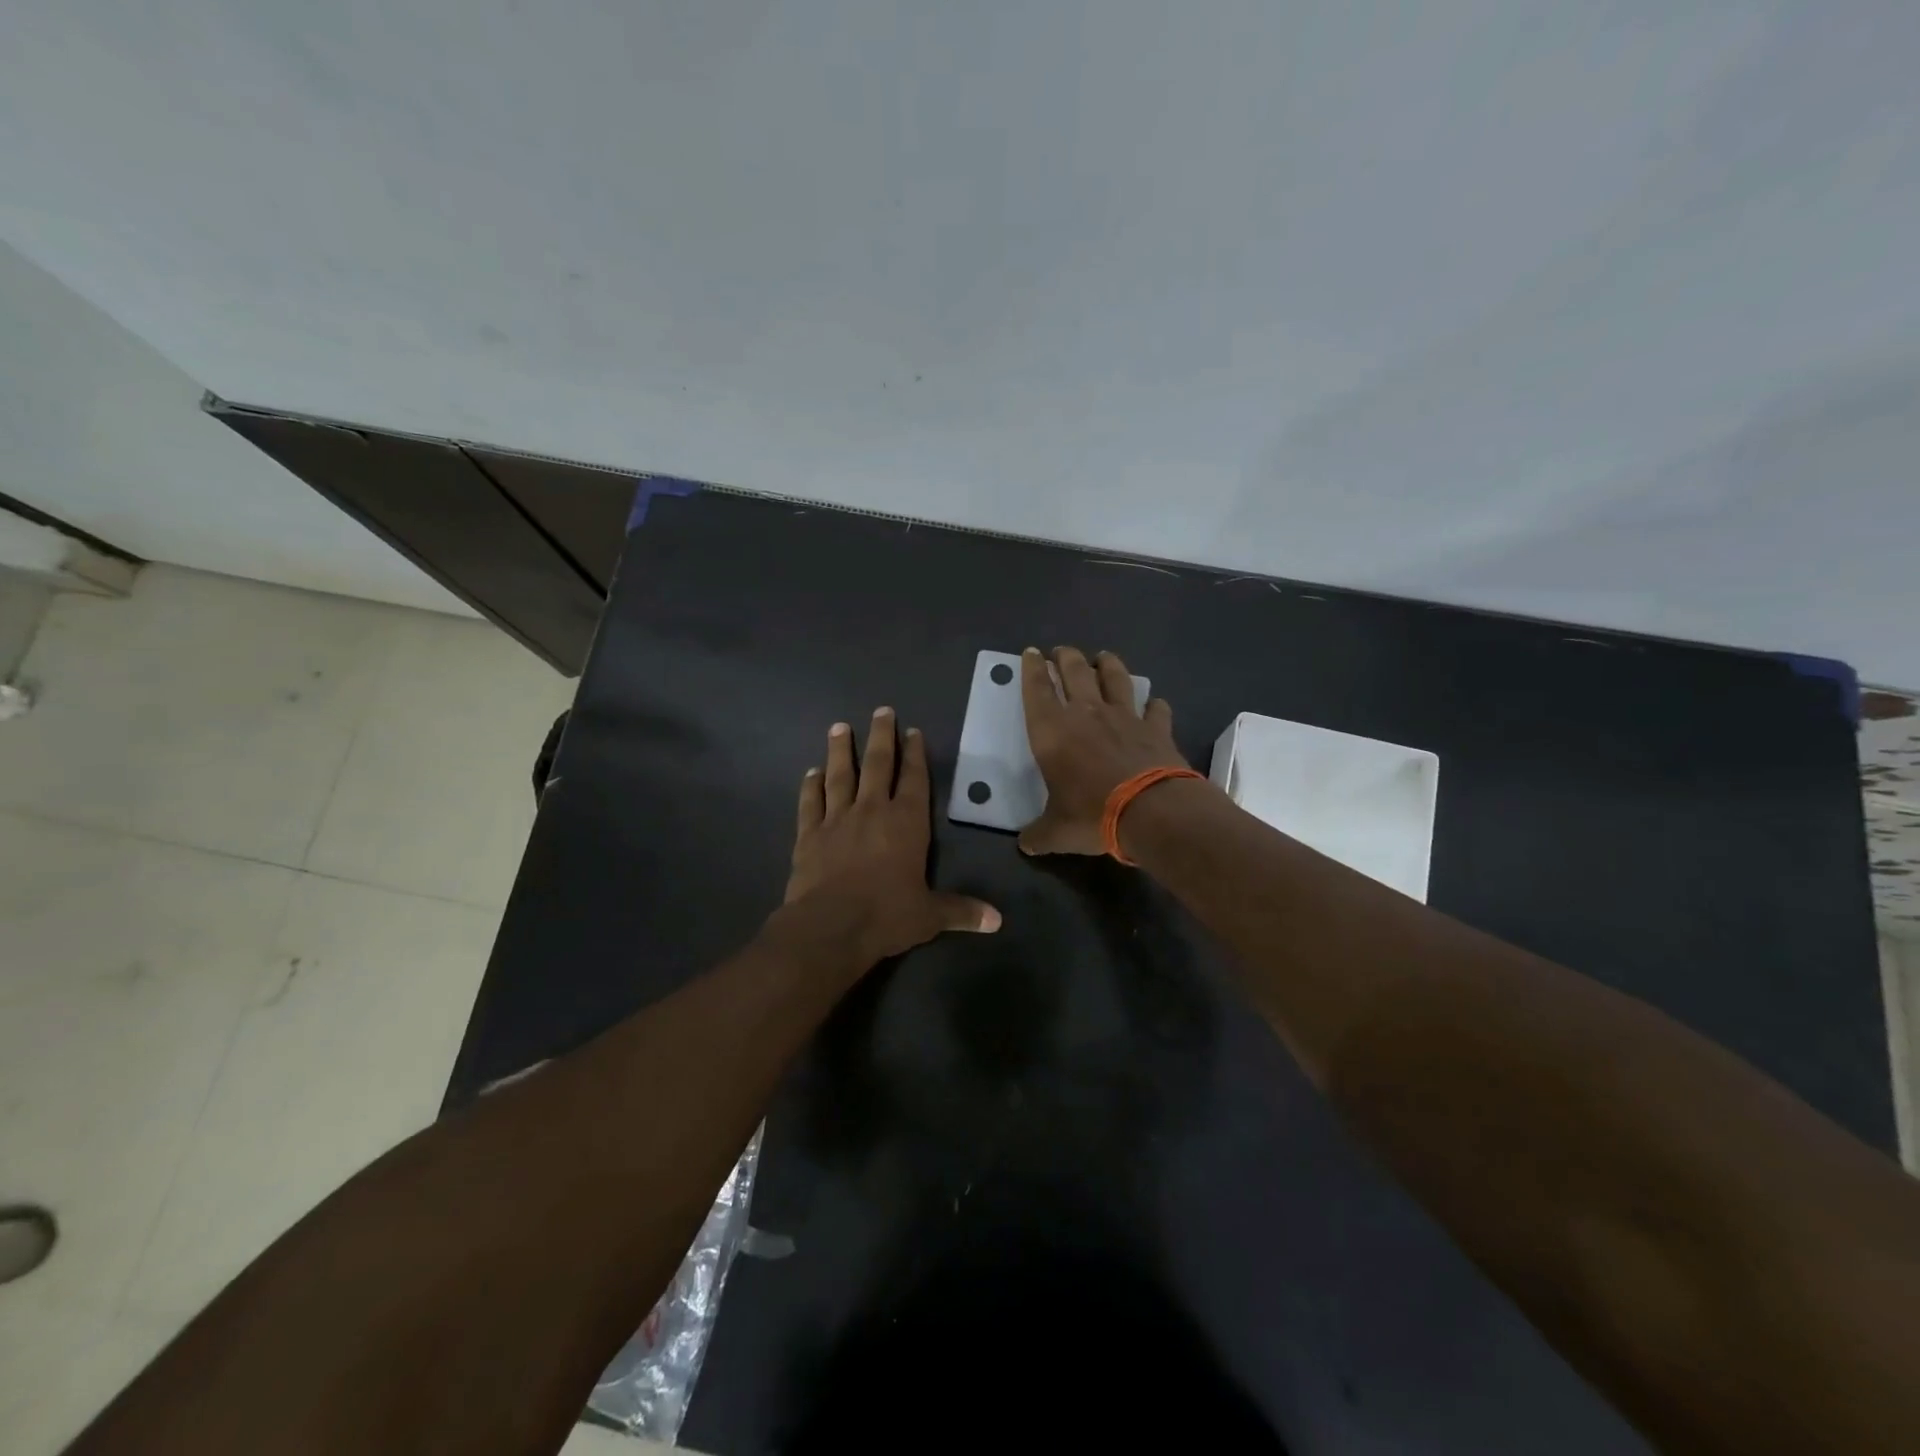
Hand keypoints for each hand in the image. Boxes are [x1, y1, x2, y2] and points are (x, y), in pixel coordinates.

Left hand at [784, 707, 1000, 967]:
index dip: (915, 754)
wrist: (830, 927)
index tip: (913, 731)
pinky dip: (810, 786)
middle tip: (881, 710)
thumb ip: (961, 911)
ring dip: (840, 751)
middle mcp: (872, 811)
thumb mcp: (929, 916)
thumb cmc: (886, 915)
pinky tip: (811, 772)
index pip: (914, 779)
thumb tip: (997, 921)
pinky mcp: (809, 834)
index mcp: (906, 823)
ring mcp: (837, 819)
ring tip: (839, 727)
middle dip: (881, 736)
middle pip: (877, 765)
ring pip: (840, 776)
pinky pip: (810, 802)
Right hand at [1019, 646, 1188, 855]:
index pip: (1036, 690)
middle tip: (1062, 651)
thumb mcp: (1057, 831)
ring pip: (1115, 678)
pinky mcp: (1156, 728)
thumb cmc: (1092, 815)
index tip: (1030, 653)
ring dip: (1108, 664)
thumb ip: (1039, 834)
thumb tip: (1026, 845)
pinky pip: (1156, 708)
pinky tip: (1155, 703)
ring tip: (1104, 657)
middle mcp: (1086, 714)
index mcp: (1052, 731)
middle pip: (1075, 671)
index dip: (1031, 669)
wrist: (1152, 811)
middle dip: (1066, 657)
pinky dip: (1154, 704)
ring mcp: (1125, 717)